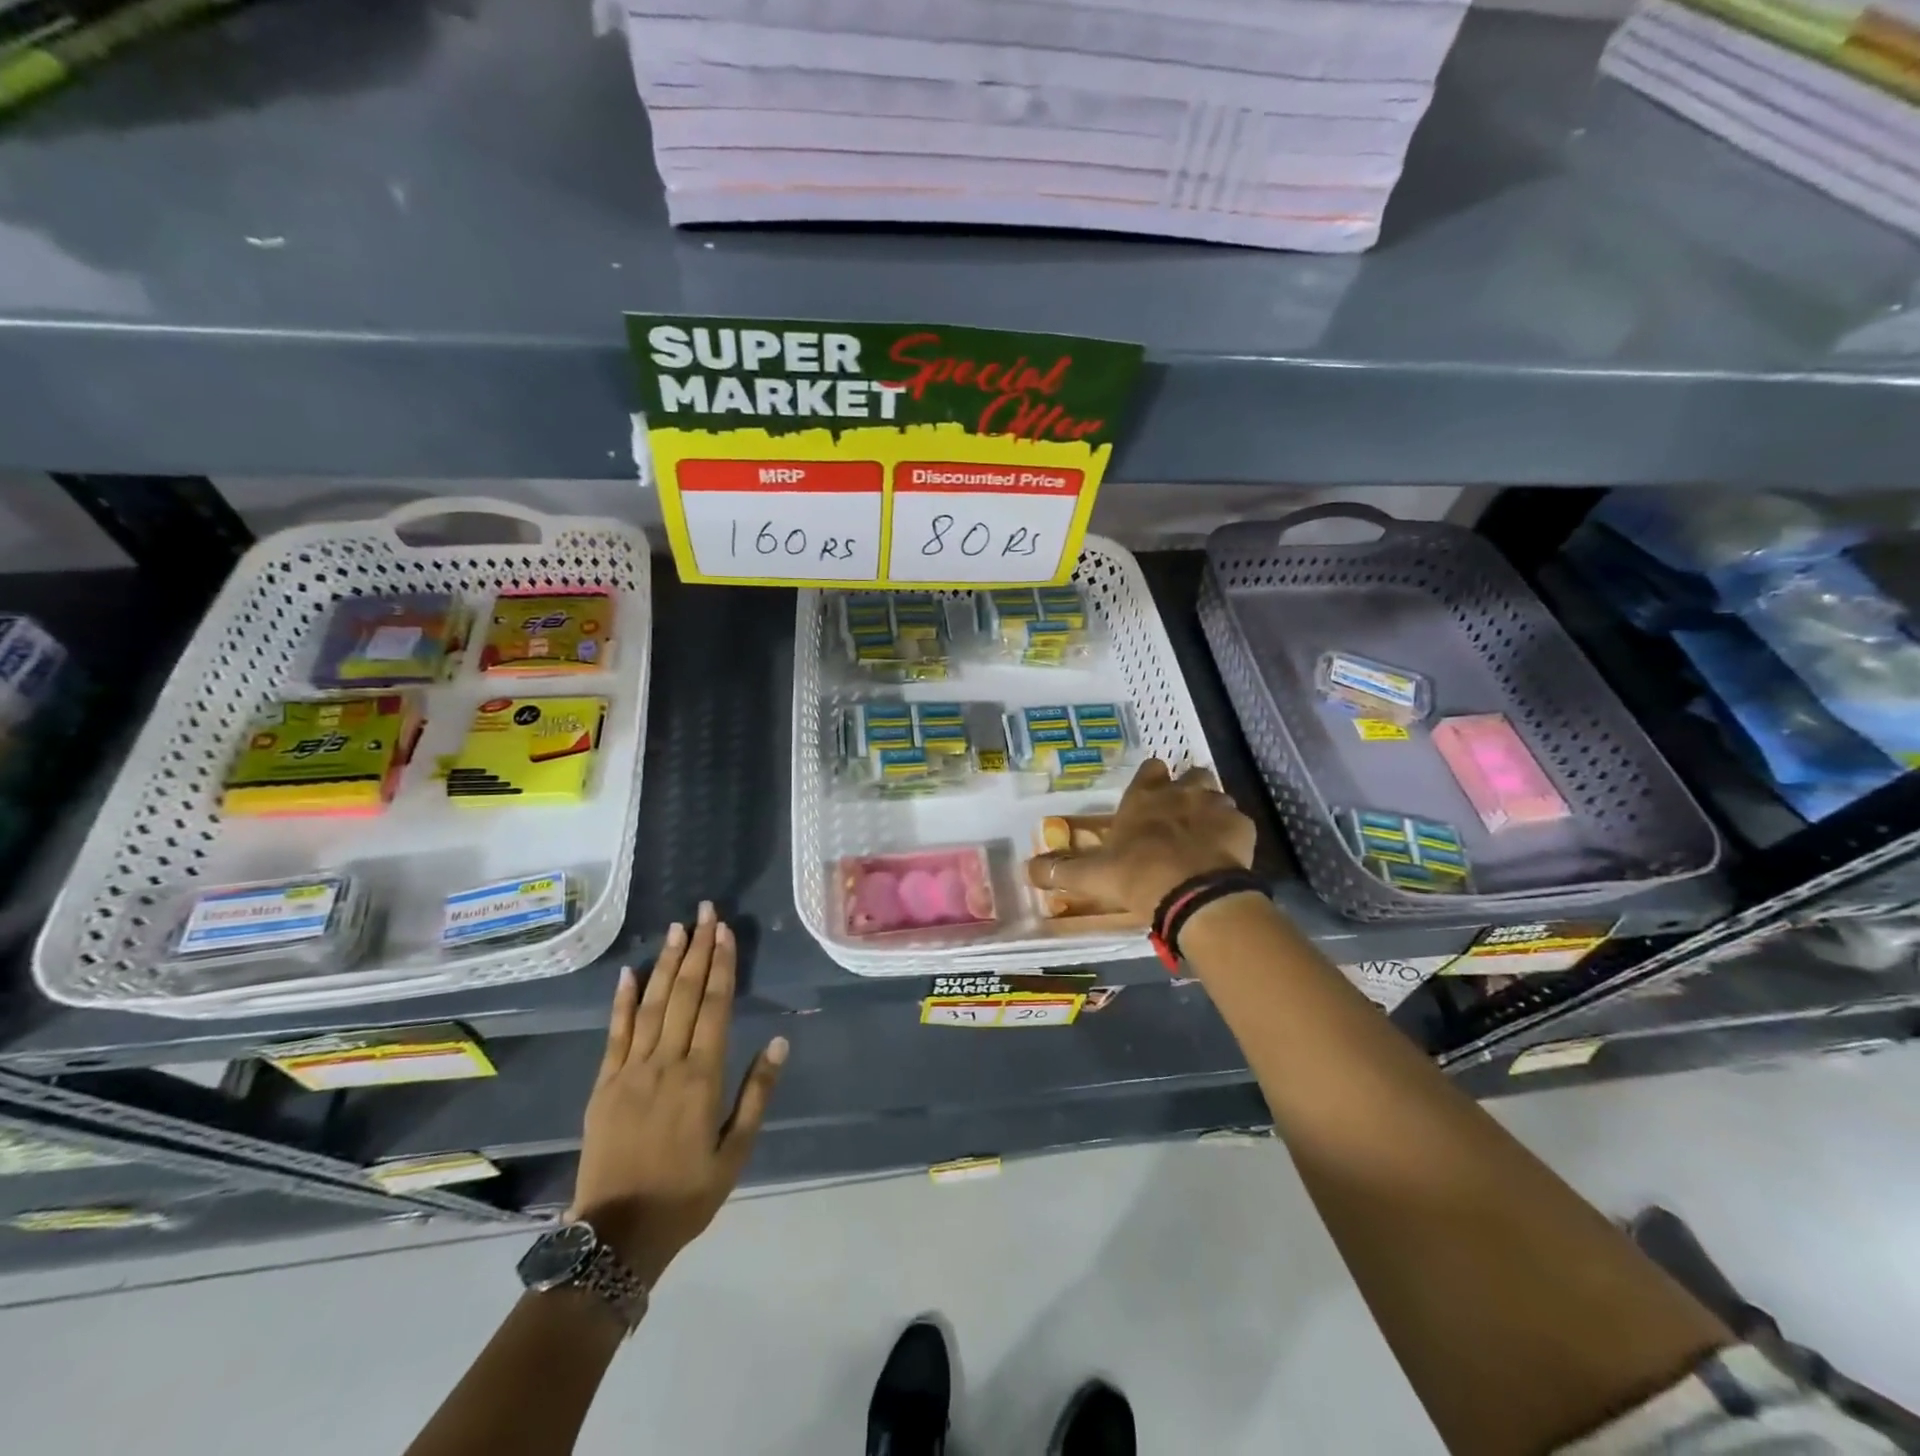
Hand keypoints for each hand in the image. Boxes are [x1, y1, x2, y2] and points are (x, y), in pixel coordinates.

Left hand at [565, 901, 787, 1284]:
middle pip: (683, 994)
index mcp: (702, 1078)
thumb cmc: (686, 1194)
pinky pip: (614, 1033)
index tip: (725, 931)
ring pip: (651, 1005)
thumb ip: (757, 1093)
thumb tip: (780, 1042)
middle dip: (696, 949)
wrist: (616, 1237)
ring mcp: (630, 1071)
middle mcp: (666, 1063)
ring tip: (677, 928)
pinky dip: (622, 1000)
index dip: (721, 965)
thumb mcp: (735, 1152)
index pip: (714, 1006)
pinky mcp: (603, 1084)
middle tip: (704, 912)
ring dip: (666, 963)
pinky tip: (630, 971)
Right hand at [1027, 758, 1255, 918]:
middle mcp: (1182, 792)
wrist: (1193, 894)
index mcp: (1145, 797)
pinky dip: (1233, 836)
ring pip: (1218, 797)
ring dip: (1211, 811)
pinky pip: (1239, 824)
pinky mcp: (1243, 828)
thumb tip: (1027, 869)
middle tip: (1180, 816)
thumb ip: (1060, 870)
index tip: (1150, 794)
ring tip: (1204, 838)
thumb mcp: (1092, 876)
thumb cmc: (1138, 876)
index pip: (1150, 769)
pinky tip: (1225, 856)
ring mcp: (1216, 806)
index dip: (1151, 779)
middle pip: (1191, 776)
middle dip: (1187, 790)